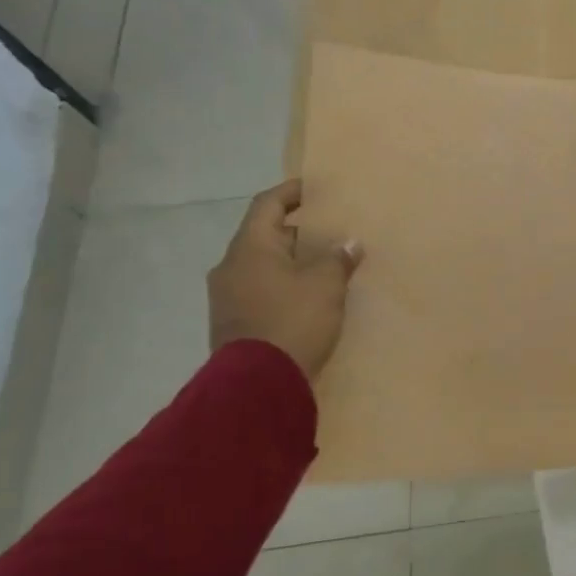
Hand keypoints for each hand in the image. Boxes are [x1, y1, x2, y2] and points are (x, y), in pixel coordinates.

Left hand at [208, 180, 361, 383]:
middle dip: (298, 232)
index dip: (291, 192)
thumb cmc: (292, 320)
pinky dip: (283, 286)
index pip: (267, 204)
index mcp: (249, 247)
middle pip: (265, 236)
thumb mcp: (325, 285)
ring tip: (324, 265)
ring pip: (262, 266)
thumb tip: (348, 244)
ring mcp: (226, 298)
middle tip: (330, 232)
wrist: (257, 386)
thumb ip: (337, 259)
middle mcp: (230, 267)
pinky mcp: (233, 324)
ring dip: (291, 262)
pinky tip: (308, 297)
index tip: (315, 189)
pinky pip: (260, 291)